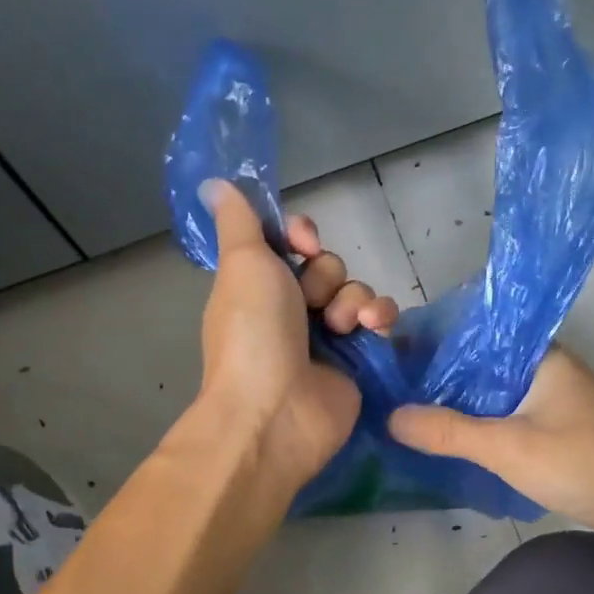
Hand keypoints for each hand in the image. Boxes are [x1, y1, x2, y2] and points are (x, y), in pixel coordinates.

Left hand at [194, 178, 399, 489]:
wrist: (275, 411)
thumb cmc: (253, 333)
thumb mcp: (241, 264)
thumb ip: (239, 221)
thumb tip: (214, 182)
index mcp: (258, 285)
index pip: (290, 243)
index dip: (301, 235)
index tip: (302, 242)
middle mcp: (290, 309)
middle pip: (326, 266)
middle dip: (324, 276)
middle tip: (310, 302)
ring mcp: (324, 338)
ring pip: (354, 291)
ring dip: (352, 300)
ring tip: (340, 326)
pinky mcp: (355, 361)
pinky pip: (377, 322)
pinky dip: (379, 318)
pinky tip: (374, 328)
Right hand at [387, 348, 593, 536]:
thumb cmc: (585, 464)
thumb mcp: (509, 447)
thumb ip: (449, 431)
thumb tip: (390, 416)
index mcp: (540, 355)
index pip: (476, 334)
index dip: (434, 341)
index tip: (390, 355)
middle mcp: (544, 370)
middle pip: (478, 365)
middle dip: (436, 376)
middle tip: (386, 388)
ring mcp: (549, 402)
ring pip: (488, 394)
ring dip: (453, 403)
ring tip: (403, 410)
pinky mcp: (551, 431)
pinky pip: (500, 417)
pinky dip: (472, 424)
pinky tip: (442, 437)